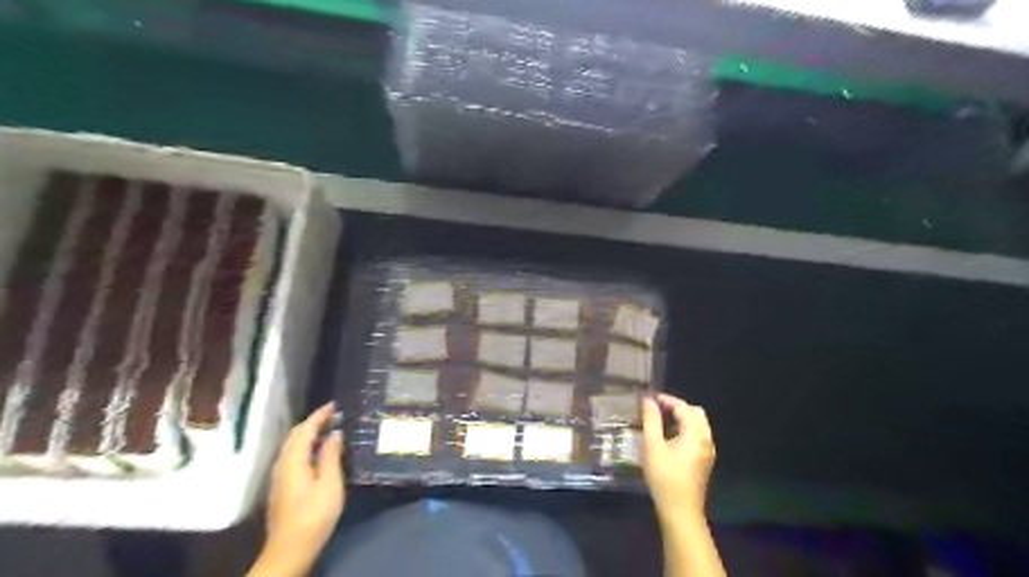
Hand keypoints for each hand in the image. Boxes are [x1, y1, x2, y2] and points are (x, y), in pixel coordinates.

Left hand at [263, 403, 343, 574]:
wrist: (290, 549)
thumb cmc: (314, 514)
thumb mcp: (330, 483)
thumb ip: (331, 455)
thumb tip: (334, 433)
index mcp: (293, 460)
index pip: (305, 429)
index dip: (319, 415)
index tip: (335, 404)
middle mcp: (282, 464)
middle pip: (295, 436)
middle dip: (313, 422)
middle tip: (334, 414)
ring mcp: (280, 476)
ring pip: (293, 446)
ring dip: (310, 434)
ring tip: (330, 428)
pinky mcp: (283, 486)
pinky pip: (294, 456)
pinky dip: (307, 446)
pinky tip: (320, 451)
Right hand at [641, 395, 717, 520]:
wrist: (680, 511)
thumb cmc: (664, 477)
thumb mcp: (652, 446)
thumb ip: (651, 420)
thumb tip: (648, 401)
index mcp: (695, 434)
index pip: (683, 407)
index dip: (667, 400)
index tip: (650, 398)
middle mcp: (706, 440)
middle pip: (696, 413)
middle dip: (677, 407)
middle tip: (658, 408)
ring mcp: (707, 452)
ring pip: (698, 425)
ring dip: (682, 418)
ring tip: (661, 421)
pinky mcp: (704, 462)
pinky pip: (697, 436)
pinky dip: (685, 430)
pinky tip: (669, 438)